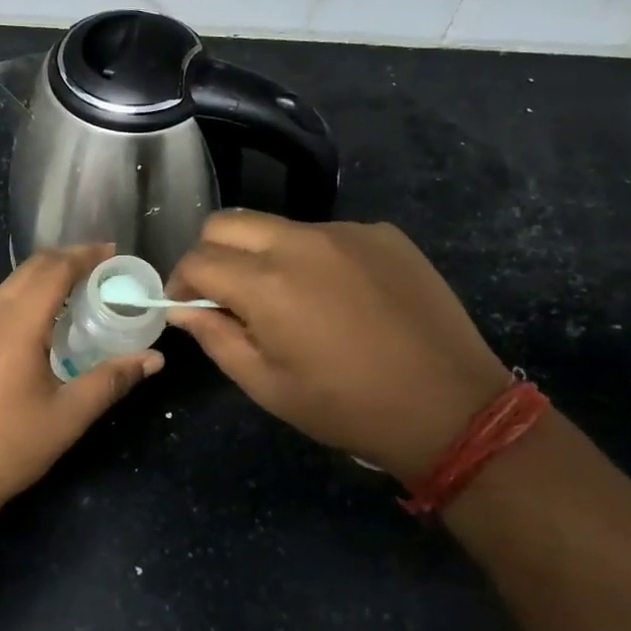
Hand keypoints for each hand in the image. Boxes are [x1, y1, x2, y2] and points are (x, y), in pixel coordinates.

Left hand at [0, 245, 163, 514]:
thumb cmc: (8, 447)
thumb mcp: (68, 416)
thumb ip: (112, 380)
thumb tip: (154, 358)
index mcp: (16, 324)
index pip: (54, 269)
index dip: (85, 255)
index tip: (113, 253)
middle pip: (30, 269)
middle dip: (66, 260)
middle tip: (101, 269)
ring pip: (9, 284)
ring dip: (42, 278)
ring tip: (76, 292)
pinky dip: (23, 297)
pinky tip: (40, 322)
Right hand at [166, 214, 511, 482]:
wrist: (450, 407)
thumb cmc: (346, 407)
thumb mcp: (266, 385)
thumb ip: (215, 337)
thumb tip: (184, 309)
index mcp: (265, 283)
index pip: (197, 259)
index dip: (179, 282)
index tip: (185, 306)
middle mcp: (300, 242)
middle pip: (228, 222)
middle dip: (212, 253)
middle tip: (225, 293)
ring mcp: (346, 232)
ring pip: (278, 226)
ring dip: (263, 255)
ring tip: (287, 298)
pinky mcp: (383, 234)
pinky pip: (327, 235)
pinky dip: (313, 258)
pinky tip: (338, 296)